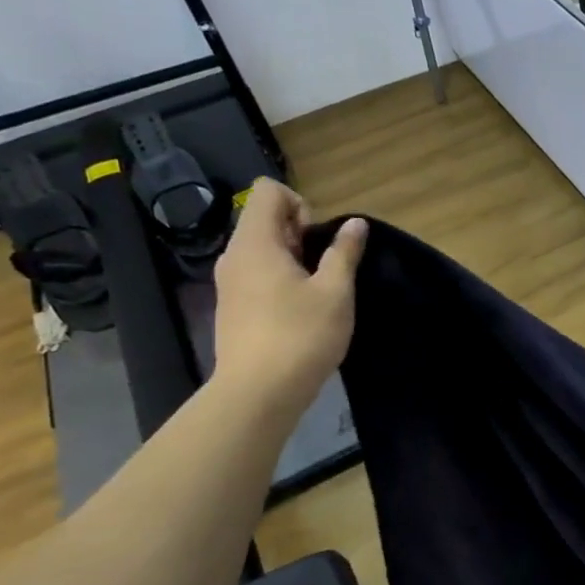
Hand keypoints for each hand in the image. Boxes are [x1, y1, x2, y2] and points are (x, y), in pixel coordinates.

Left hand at [210, 179, 367, 416]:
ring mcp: (229, 283)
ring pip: (262, 250)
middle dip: (300, 234)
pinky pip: (256, 276)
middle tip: (325, 269)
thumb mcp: (335, 292)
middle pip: (265, 220)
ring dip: (293, 260)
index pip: (268, 191)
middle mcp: (234, 256)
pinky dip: (279, 281)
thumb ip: (344, 252)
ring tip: (317, 293)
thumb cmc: (301, 336)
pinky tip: (300, 312)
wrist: (259, 393)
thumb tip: (355, 224)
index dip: (300, 204)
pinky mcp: (232, 308)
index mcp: (256, 243)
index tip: (319, 240)